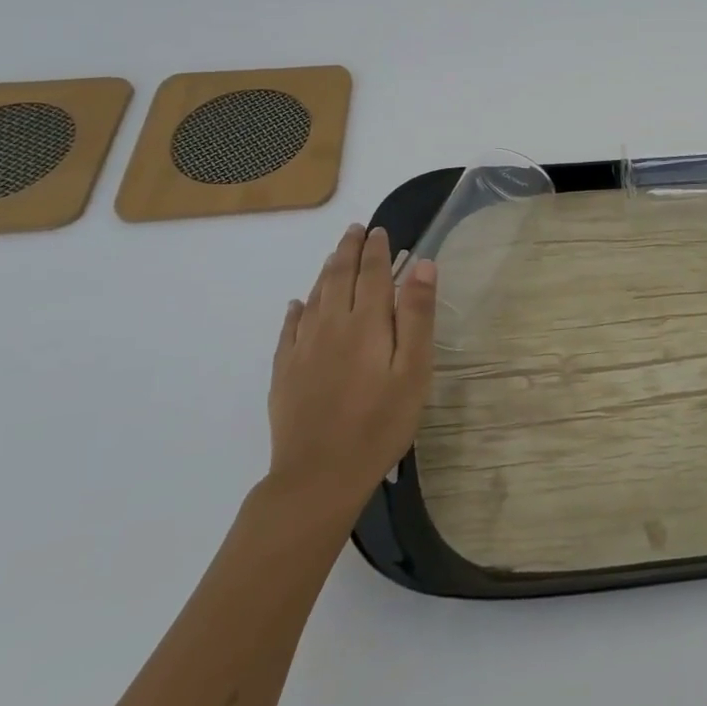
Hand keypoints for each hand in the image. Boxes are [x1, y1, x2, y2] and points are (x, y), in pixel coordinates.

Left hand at [266, 223, 436, 522]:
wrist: (319, 475)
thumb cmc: (380, 423)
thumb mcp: (414, 371)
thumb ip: (416, 316)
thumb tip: (422, 265)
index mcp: (366, 323)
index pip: (372, 274)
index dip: (377, 250)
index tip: (380, 231)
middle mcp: (331, 325)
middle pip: (339, 277)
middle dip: (348, 251)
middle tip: (355, 230)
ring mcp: (303, 348)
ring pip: (314, 296)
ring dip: (326, 271)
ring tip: (334, 256)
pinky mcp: (285, 371)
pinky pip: (289, 328)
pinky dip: (296, 309)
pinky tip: (298, 304)